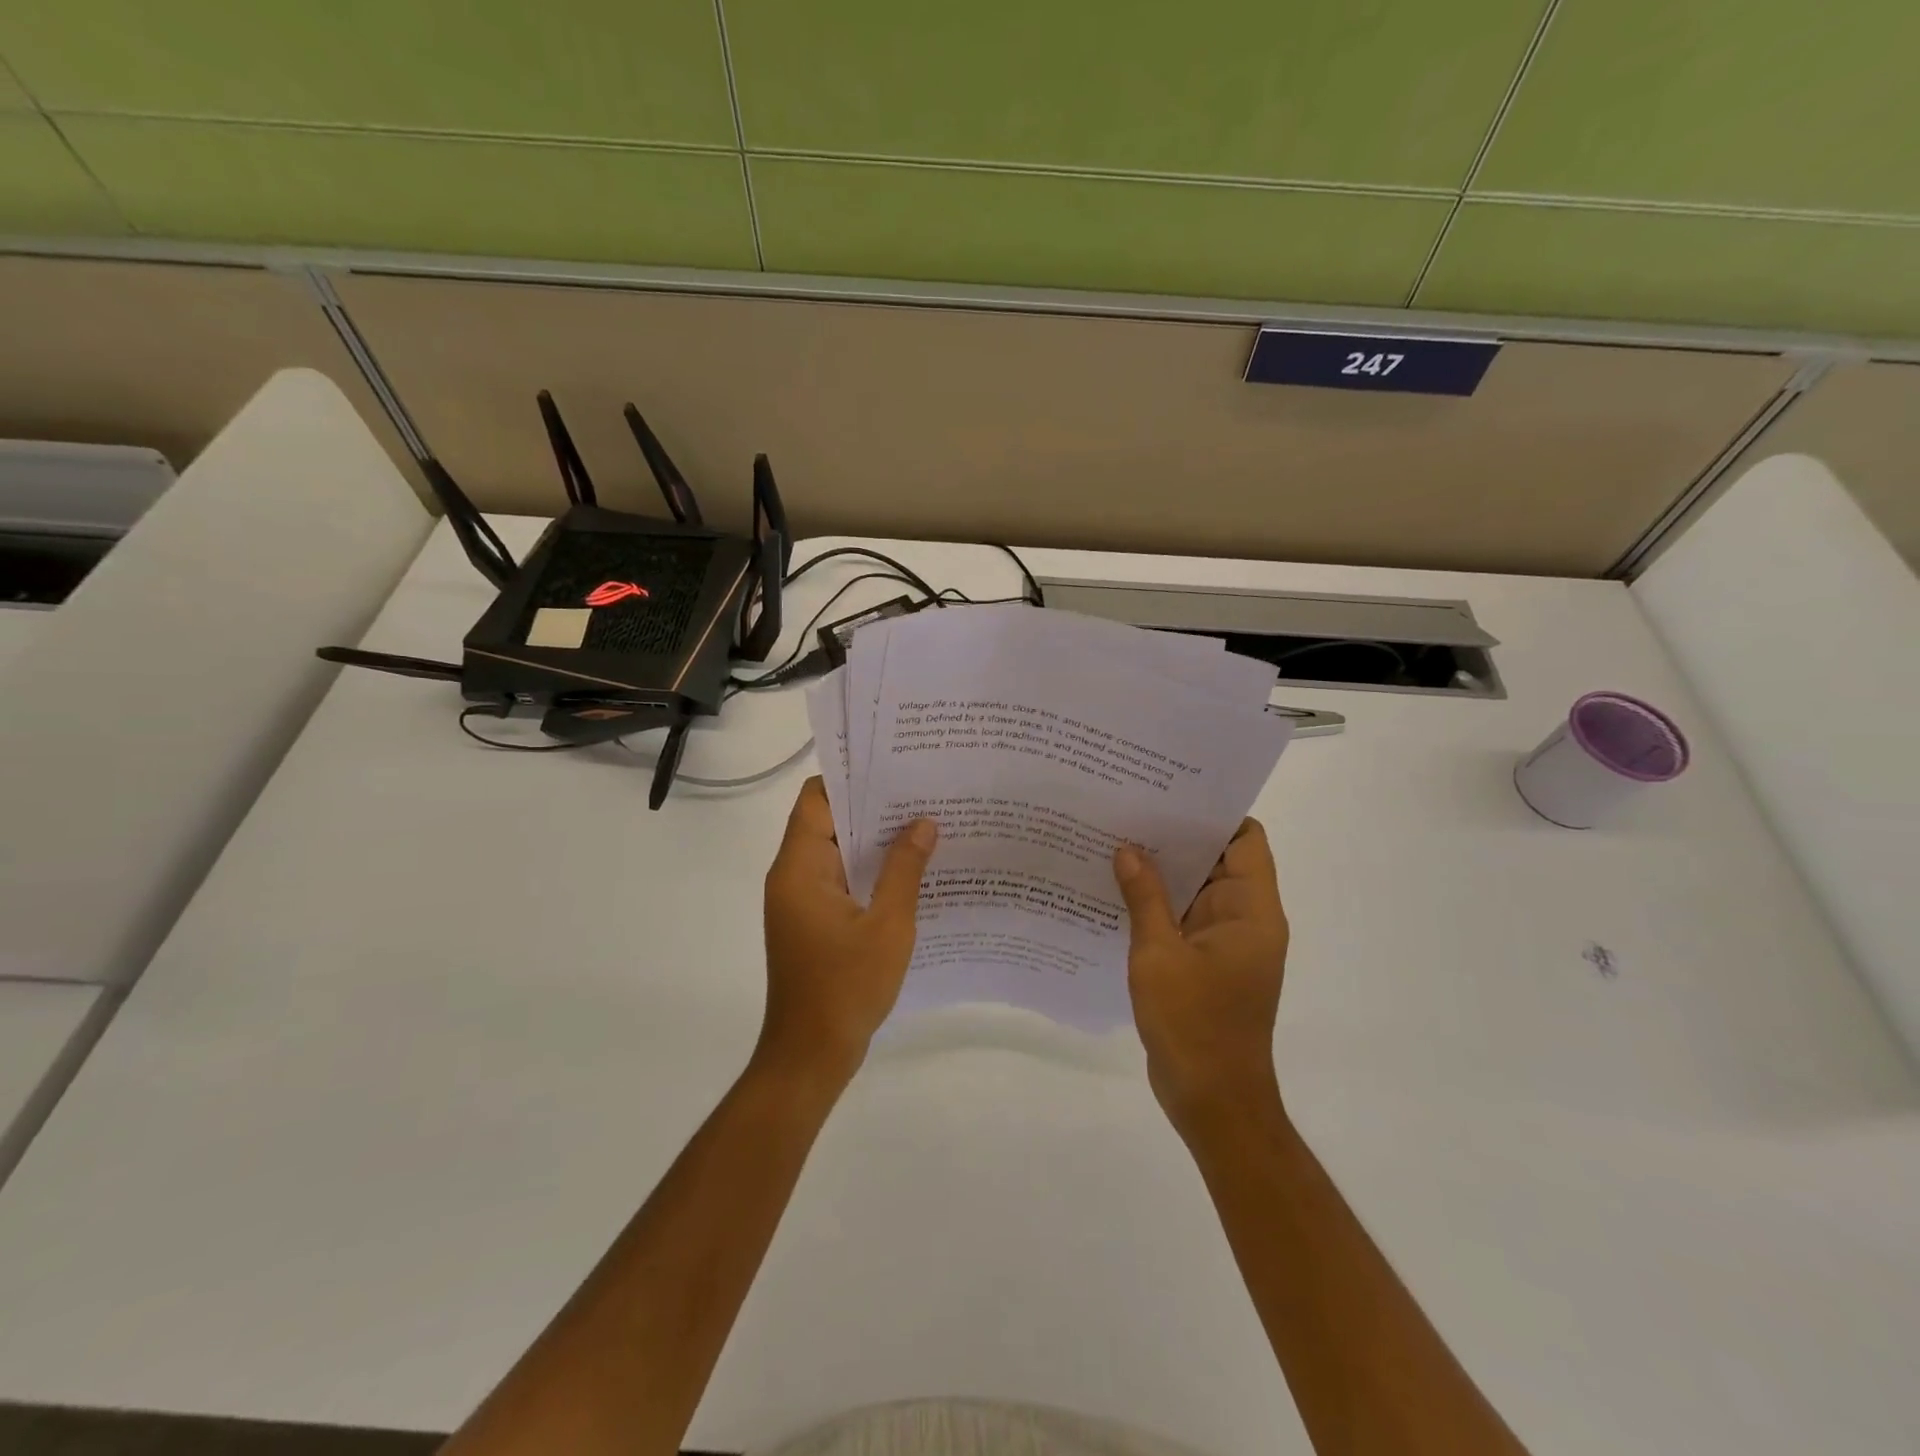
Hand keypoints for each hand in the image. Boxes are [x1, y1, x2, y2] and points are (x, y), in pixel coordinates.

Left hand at [761, 777, 936, 1085]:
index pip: (816, 800)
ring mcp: (802, 900)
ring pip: (837, 851)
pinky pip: (841, 878)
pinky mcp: (814, 921)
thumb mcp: (888, 926)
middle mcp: (793, 876)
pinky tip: (910, 868)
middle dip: (871, 806)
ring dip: (873, 839)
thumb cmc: (846, 988)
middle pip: (827, 821)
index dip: (850, 778)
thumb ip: (904, 870)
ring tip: (924, 822)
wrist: (811, 1055)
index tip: (893, 766)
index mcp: (800, 868)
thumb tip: (923, 823)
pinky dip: (869, 869)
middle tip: (921, 791)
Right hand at [1113, 820, 1289, 1136]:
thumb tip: (1127, 849)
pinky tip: (1117, 892)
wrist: (1212, 1101)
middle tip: (1130, 810)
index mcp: (1251, 912)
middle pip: (1218, 860)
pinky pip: (1183, 919)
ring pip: (1197, 890)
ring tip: (1116, 841)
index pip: (1246, 841)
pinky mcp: (1205, 964)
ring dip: (1163, 872)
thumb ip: (1144, 898)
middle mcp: (1245, 921)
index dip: (1214, 813)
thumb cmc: (1193, 1024)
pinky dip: (1158, 904)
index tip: (1170, 793)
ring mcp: (1225, 944)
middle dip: (1177, 837)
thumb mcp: (1159, 955)